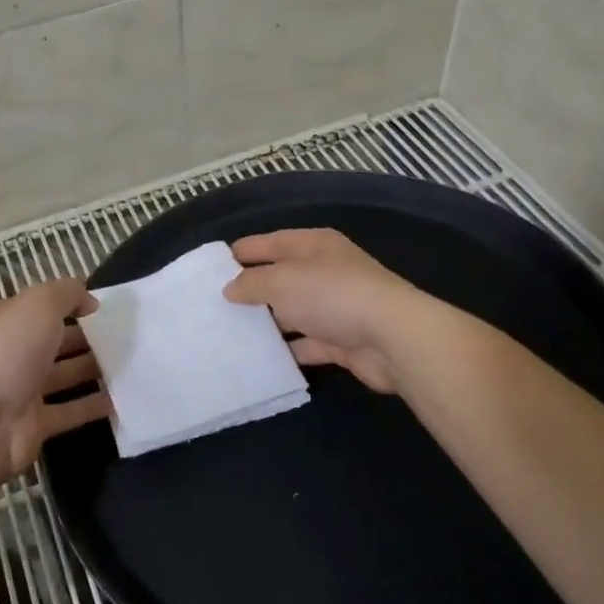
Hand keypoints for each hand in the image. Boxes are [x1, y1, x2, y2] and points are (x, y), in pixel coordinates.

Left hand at [0, 278, 110, 485]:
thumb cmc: (5, 352)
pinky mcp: (34, 425)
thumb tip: (88, 301)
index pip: (38, 307)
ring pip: (64, 375)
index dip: (69, 304)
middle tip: (127, 336)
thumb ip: (67, 293)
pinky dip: (94, 405)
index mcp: (1, 320)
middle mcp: (8, 353)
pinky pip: (70, 411)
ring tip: (133, 363)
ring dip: (94, 369)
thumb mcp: (38, 304)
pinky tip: (124, 398)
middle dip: (87, 337)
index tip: (104, 308)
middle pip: (53, 341)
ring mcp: (20, 391)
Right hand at [224, 228, 426, 392]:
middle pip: (281, 278)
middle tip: (213, 305)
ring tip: (228, 335)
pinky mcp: (341, 340)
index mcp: (314, 245)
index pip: (270, 242)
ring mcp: (335, 307)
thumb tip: (230, 288)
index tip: (211, 268)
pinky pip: (305, 344)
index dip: (242, 252)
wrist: (392, 338)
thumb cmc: (331, 295)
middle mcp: (325, 272)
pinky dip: (287, 351)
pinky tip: (259, 360)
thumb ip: (251, 283)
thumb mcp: (281, 281)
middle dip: (250, 291)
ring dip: (267, 324)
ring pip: (292, 313)